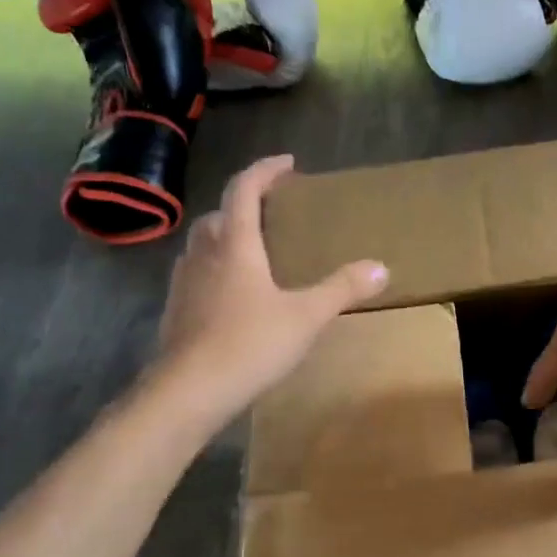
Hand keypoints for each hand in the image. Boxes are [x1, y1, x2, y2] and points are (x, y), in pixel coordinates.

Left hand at [155, 154, 386, 420]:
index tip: (287, 164)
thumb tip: (381, 267)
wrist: (187, 393)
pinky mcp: (175, 311)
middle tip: (272, 212)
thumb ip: (342, 289)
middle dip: (244, 205)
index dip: (264, 170)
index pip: (243, 189)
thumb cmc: (249, 345)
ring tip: (254, 251)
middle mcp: (204, 255)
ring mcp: (184, 283)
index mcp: (235, 245)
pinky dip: (215, 269)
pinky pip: (196, 274)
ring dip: (226, 236)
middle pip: (219, 214)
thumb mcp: (306, 317)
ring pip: (202, 245)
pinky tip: (233, 295)